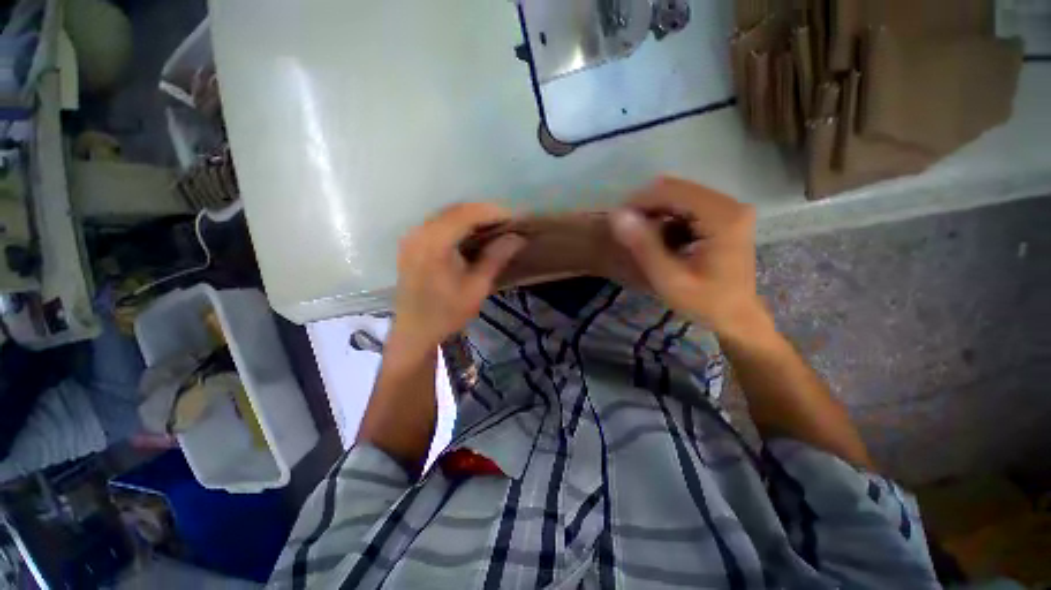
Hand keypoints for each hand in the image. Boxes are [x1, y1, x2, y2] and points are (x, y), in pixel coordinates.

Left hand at [391, 203, 524, 354]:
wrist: (414, 332)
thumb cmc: (447, 313)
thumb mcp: (477, 287)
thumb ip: (496, 258)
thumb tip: (517, 237)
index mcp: (434, 244)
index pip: (466, 214)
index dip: (492, 212)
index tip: (515, 218)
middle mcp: (419, 233)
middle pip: (455, 211)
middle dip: (484, 212)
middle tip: (508, 223)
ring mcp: (412, 237)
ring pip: (446, 215)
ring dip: (471, 217)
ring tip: (495, 227)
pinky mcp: (412, 244)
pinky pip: (438, 224)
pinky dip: (458, 225)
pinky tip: (473, 235)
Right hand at [610, 177, 767, 337]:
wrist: (736, 316)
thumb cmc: (704, 303)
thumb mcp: (668, 279)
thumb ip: (644, 246)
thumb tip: (617, 215)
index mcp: (722, 217)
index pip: (672, 192)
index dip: (640, 201)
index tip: (618, 221)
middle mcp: (730, 204)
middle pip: (677, 189)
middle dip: (647, 206)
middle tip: (627, 230)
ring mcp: (730, 208)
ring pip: (680, 195)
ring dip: (655, 211)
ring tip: (640, 236)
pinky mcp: (726, 215)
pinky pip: (688, 204)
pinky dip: (667, 216)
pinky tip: (659, 237)